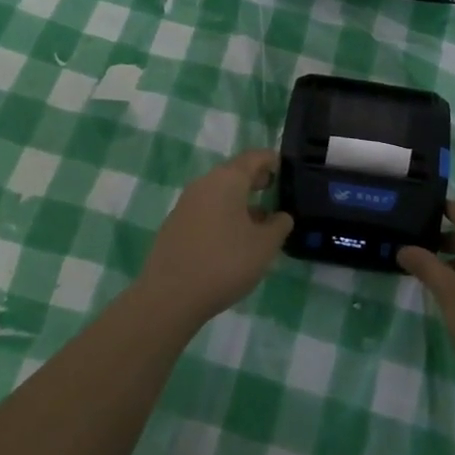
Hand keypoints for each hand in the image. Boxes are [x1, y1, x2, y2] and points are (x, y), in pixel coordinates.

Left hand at [135, 150, 292, 331]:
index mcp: (227, 180)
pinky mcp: (175, 224)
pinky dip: (223, 214)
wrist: (169, 297)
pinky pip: (206, 209)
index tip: (285, 168)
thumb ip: (279, 226)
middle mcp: (204, 184)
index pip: (254, 157)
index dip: (272, 160)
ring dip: (239, 199)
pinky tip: (232, 238)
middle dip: (255, 179)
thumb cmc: (224, 263)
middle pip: (234, 172)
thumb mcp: (264, 246)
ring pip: (219, 192)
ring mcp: (186, 204)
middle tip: (274, 189)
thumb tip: (281, 216)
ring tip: (258, 219)